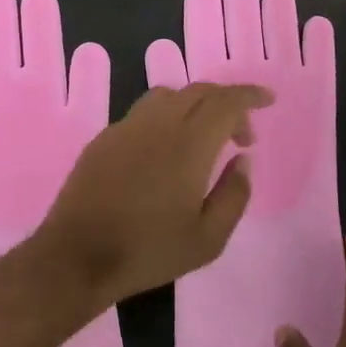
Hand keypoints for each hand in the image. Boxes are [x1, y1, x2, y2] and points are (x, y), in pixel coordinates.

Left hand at [36, 82, 272, 306]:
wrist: (78, 255)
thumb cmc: (149, 251)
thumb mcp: (208, 238)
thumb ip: (234, 194)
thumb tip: (243, 160)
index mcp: (188, 143)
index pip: (225, 101)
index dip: (249, 95)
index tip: (268, 100)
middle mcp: (157, 123)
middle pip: (198, 91)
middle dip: (227, 103)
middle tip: (241, 136)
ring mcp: (126, 127)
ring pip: (168, 96)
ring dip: (195, 106)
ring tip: (204, 138)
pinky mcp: (104, 138)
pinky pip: (143, 113)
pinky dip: (167, 117)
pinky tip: (166, 150)